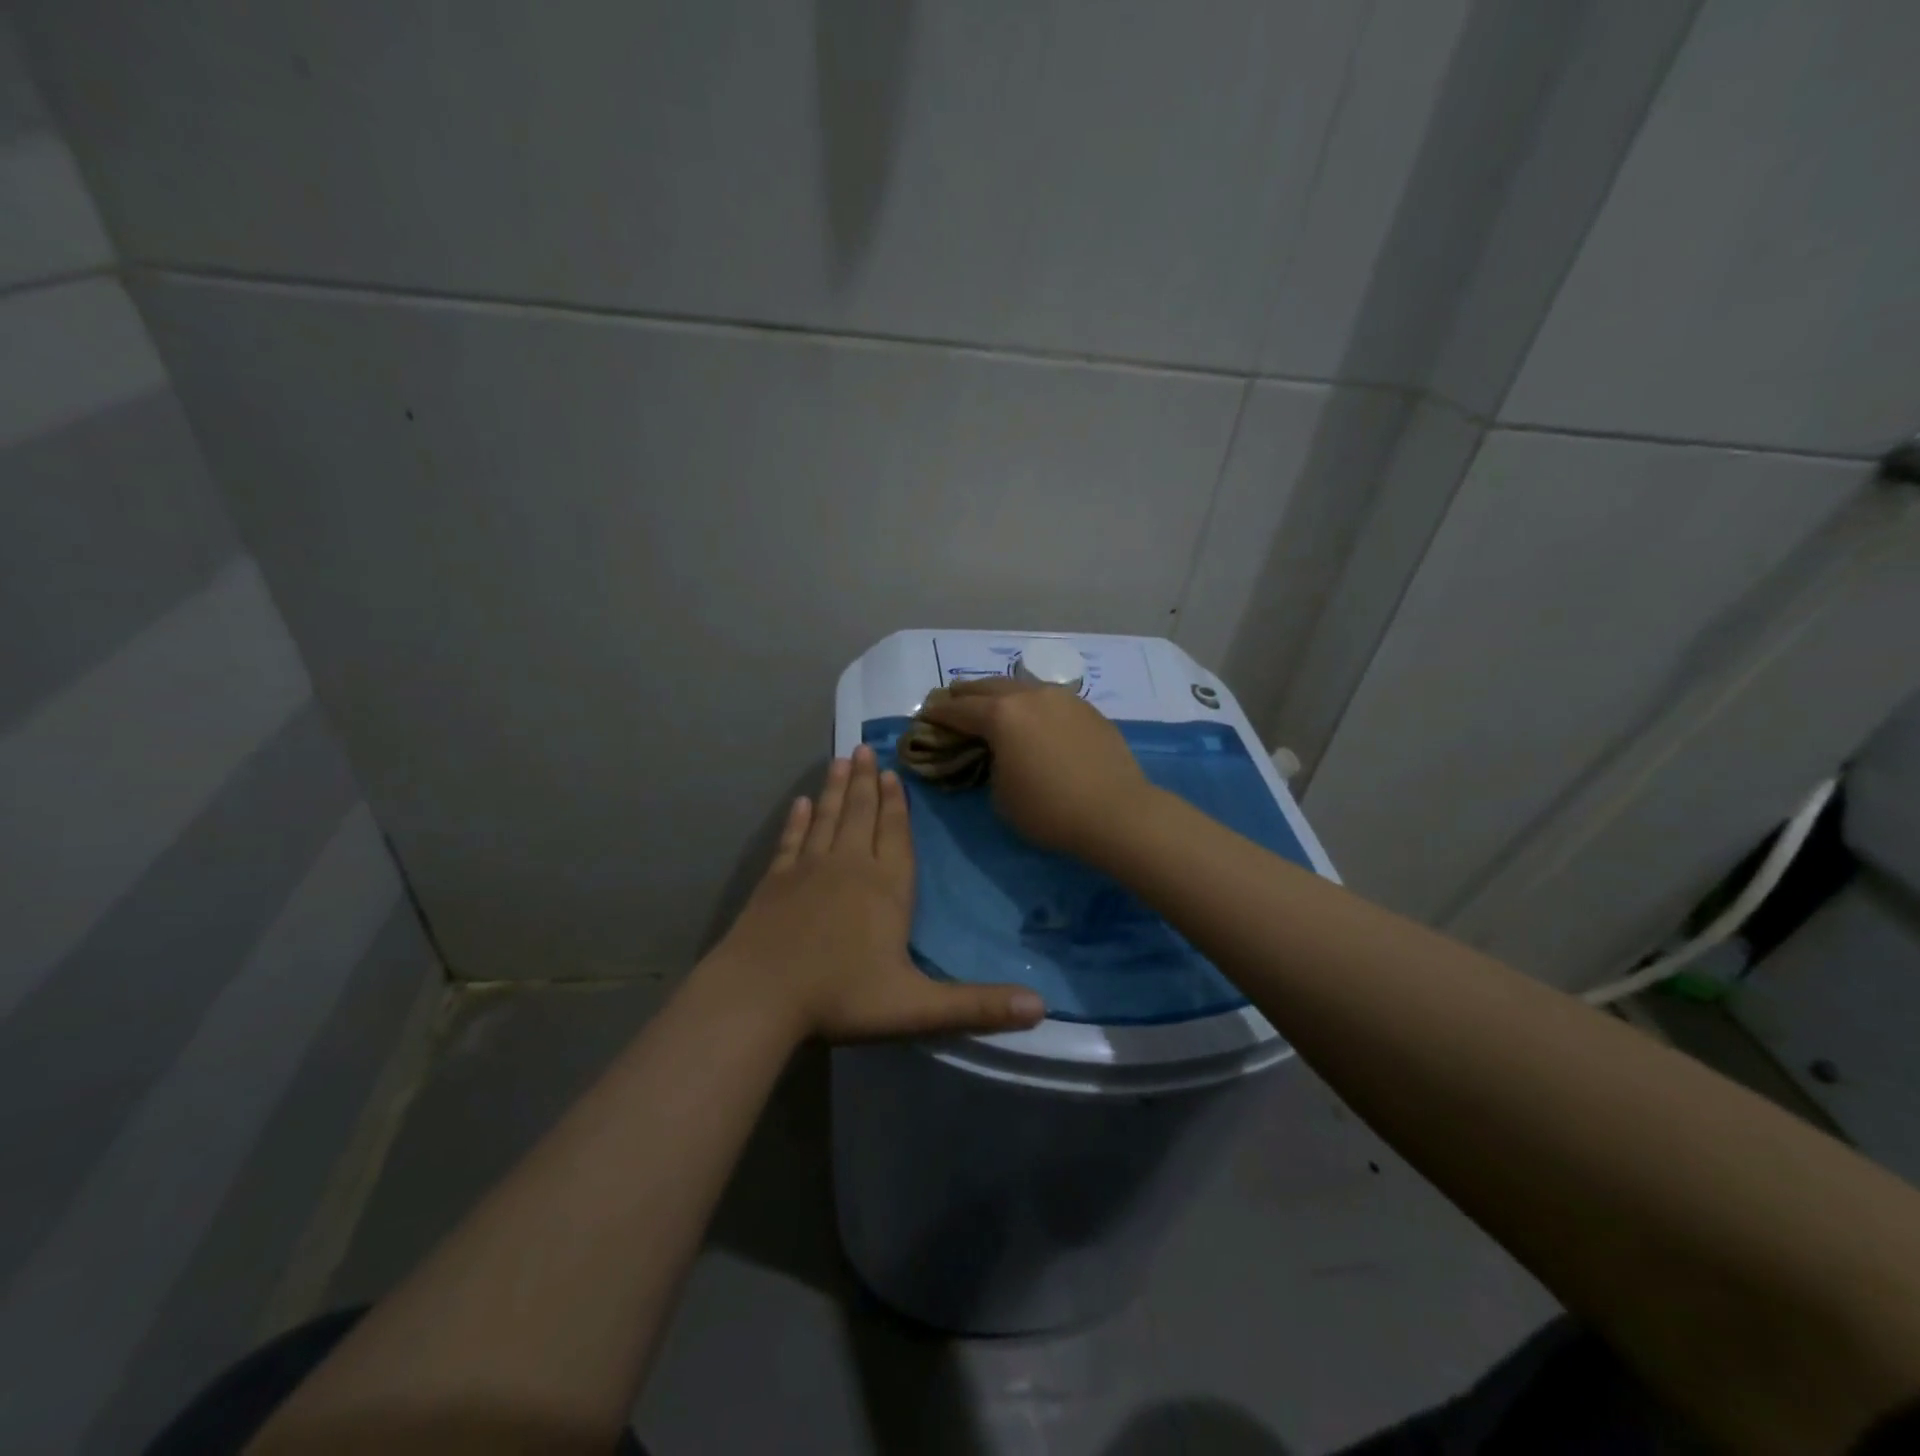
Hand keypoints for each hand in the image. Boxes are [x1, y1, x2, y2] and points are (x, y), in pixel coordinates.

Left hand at [700, 744, 1045, 1041]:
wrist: (758, 997)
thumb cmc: (841, 997)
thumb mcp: (917, 1009)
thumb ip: (977, 1006)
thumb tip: (1041, 1007)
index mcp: (886, 888)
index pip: (896, 836)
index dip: (897, 805)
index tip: (893, 773)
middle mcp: (848, 867)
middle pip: (860, 815)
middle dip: (865, 782)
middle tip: (864, 749)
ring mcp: (807, 871)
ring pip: (826, 818)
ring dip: (834, 789)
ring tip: (840, 759)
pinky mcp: (774, 882)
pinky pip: (790, 840)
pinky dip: (796, 820)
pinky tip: (799, 804)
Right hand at [916, 680, 1154, 858]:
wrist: (1116, 812)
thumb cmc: (1049, 810)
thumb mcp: (1001, 795)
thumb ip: (989, 765)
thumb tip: (995, 753)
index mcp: (1001, 715)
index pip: (958, 710)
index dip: (938, 713)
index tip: (925, 715)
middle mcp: (1029, 695)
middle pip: (987, 687)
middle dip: (965, 694)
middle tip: (951, 700)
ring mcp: (1062, 697)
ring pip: (1021, 686)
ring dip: (999, 693)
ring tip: (990, 703)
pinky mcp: (1086, 708)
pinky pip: (1047, 698)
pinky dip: (1030, 703)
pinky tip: (1031, 716)